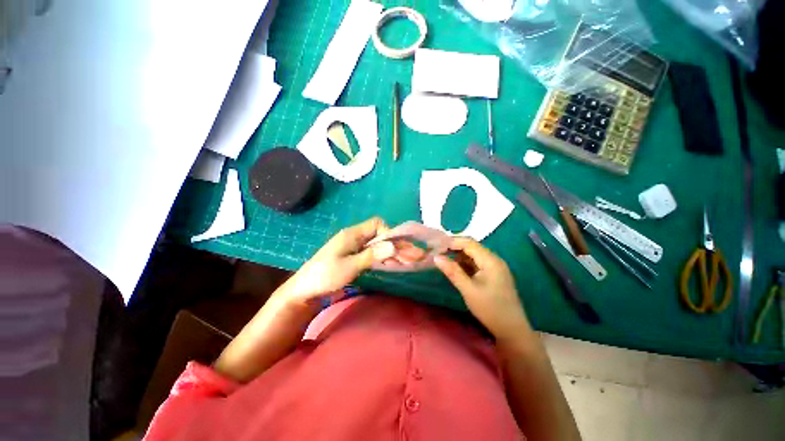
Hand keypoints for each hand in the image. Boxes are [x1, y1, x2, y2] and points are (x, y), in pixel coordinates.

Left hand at [278, 218, 423, 306]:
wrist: (304, 291)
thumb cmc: (325, 276)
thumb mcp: (349, 266)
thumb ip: (371, 255)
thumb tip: (393, 245)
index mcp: (353, 234)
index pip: (377, 224)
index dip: (389, 234)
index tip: (397, 249)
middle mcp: (355, 237)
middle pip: (380, 236)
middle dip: (396, 245)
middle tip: (415, 257)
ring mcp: (354, 248)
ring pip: (378, 245)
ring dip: (392, 252)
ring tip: (409, 262)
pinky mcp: (354, 257)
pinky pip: (373, 253)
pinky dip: (384, 258)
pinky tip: (393, 264)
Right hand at [434, 238, 528, 340]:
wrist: (512, 330)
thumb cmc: (490, 309)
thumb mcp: (468, 290)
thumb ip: (452, 271)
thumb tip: (436, 257)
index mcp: (491, 260)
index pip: (469, 243)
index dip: (452, 242)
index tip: (436, 246)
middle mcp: (494, 259)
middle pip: (472, 247)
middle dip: (454, 248)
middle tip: (437, 252)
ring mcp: (495, 267)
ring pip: (474, 255)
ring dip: (459, 255)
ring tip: (443, 258)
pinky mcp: (494, 274)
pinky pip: (477, 263)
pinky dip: (465, 263)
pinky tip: (455, 267)